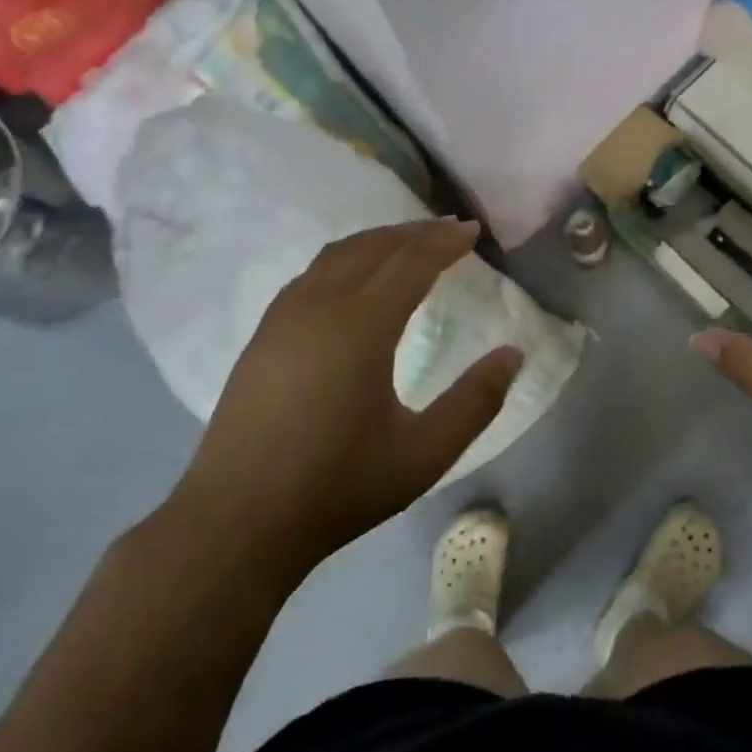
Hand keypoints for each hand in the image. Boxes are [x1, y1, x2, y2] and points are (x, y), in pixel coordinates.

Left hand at [168, 220, 523, 570]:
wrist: (237, 522)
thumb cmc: (339, 487)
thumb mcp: (425, 454)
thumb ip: (476, 401)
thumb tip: (514, 354)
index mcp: (360, 327)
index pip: (410, 263)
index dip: (445, 242)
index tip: (472, 230)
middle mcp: (318, 307)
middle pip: (371, 247)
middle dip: (413, 232)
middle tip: (448, 229)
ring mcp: (282, 320)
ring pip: (335, 256)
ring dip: (377, 241)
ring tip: (407, 244)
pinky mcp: (262, 337)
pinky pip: (311, 275)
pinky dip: (345, 260)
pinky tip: (355, 280)